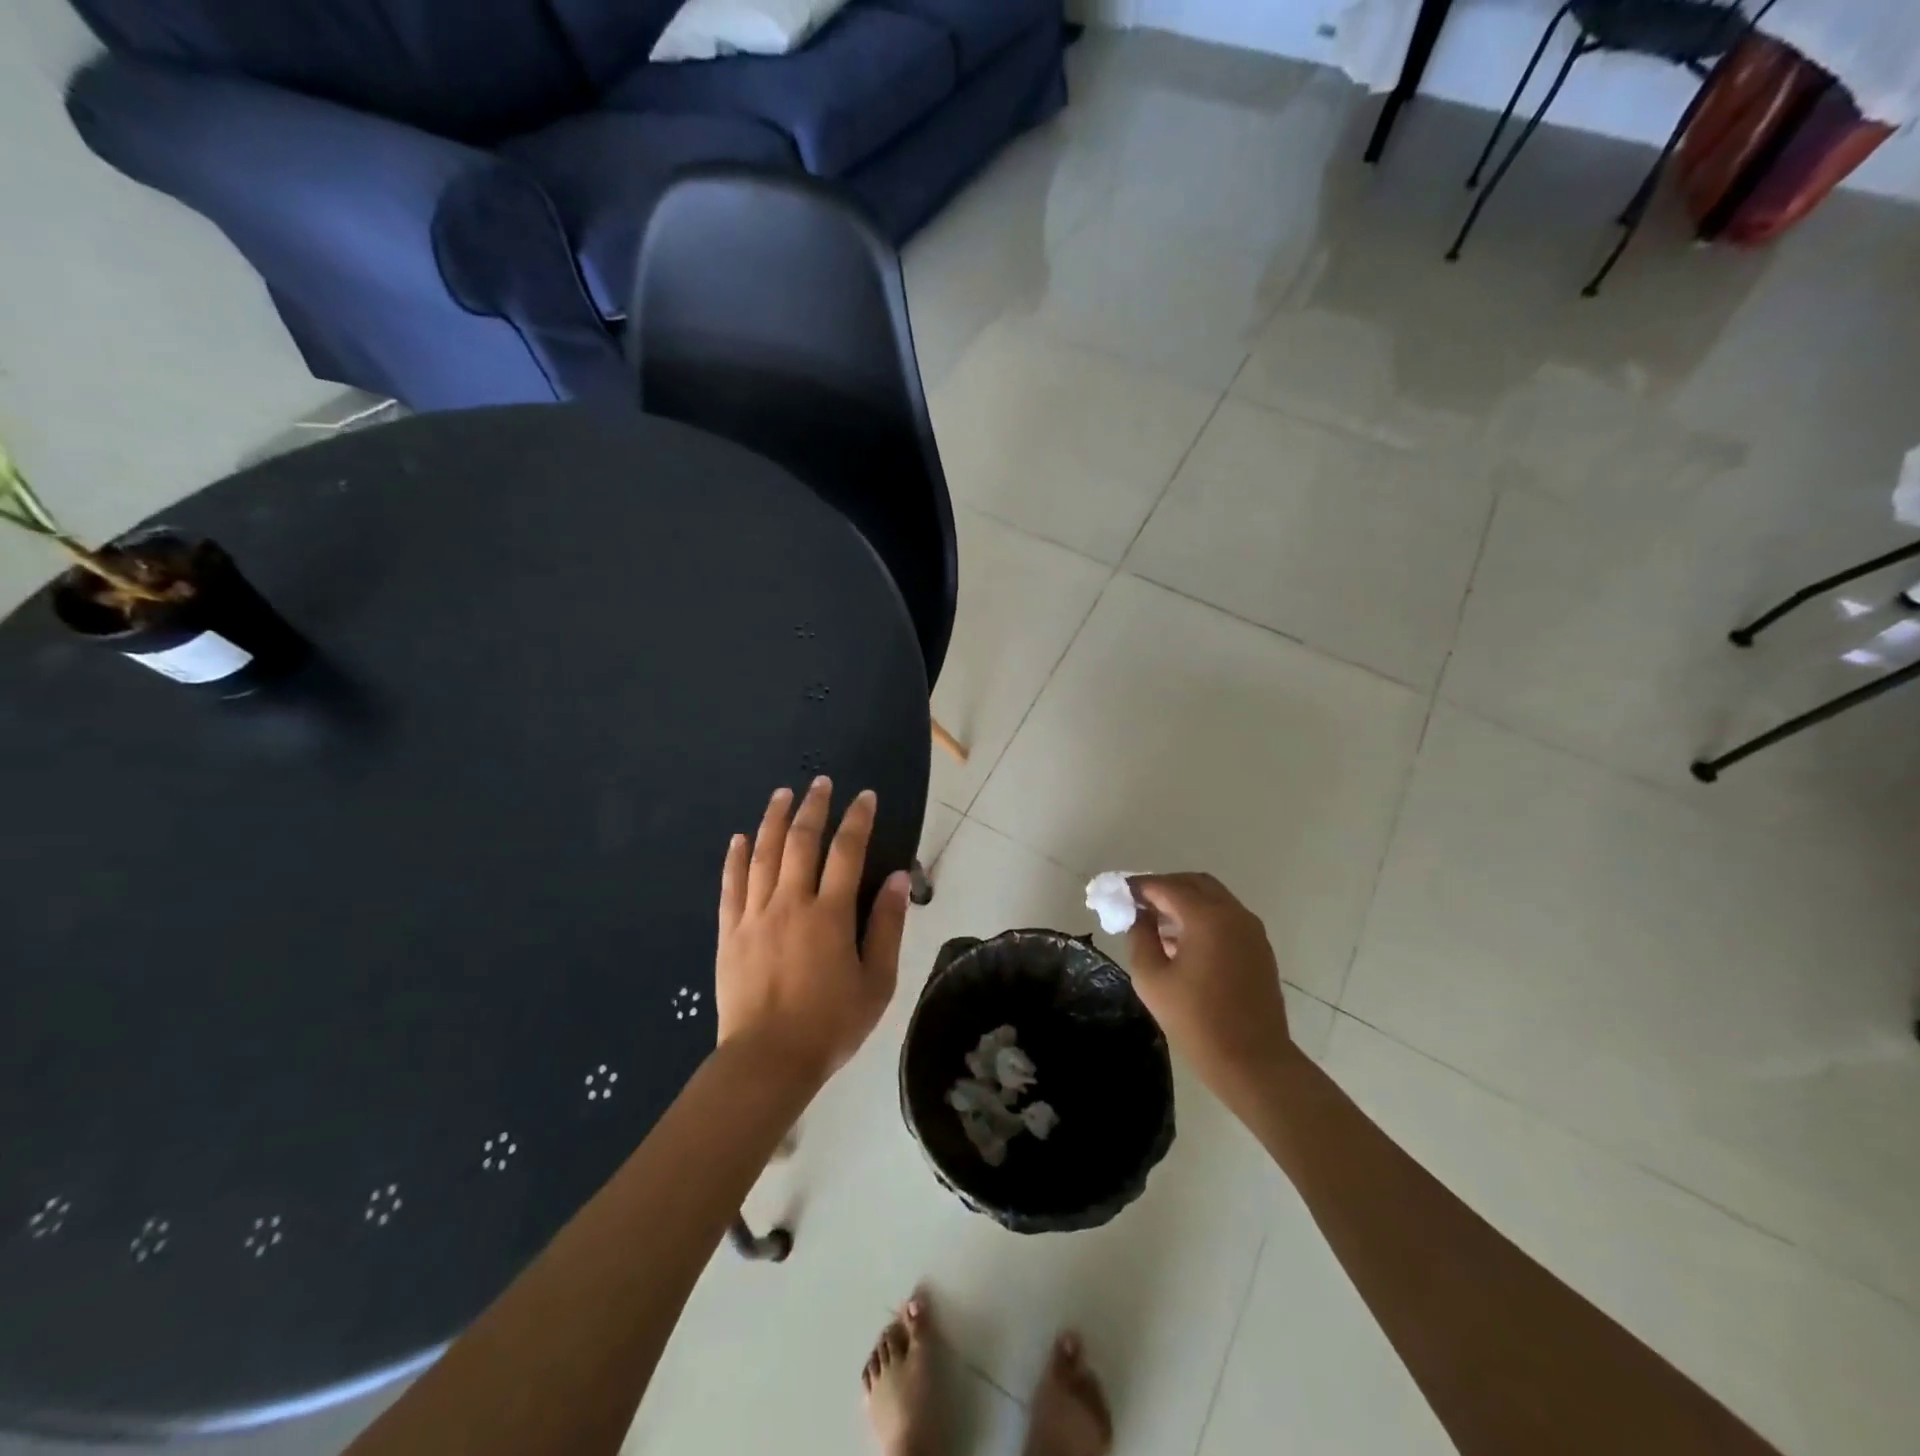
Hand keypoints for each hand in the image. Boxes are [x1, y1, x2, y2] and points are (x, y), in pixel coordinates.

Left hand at [716, 779, 910, 1084]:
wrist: (768, 1061)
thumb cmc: (831, 1024)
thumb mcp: (877, 982)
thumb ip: (887, 927)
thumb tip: (898, 878)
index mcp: (829, 915)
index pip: (847, 852)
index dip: (858, 820)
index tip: (865, 796)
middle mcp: (791, 903)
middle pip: (801, 842)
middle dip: (813, 807)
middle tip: (820, 782)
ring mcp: (755, 916)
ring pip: (764, 855)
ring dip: (774, 820)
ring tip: (782, 794)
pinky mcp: (730, 933)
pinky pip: (731, 885)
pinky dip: (736, 858)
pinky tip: (740, 838)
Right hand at [1125, 873, 1294, 1092]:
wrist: (1253, 1062)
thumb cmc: (1196, 1020)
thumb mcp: (1151, 978)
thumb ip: (1140, 937)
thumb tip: (1139, 916)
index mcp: (1207, 917)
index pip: (1166, 886)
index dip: (1140, 886)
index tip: (1119, 892)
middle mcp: (1233, 914)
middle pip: (1194, 883)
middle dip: (1164, 887)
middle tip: (1139, 903)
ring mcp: (1251, 930)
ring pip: (1213, 898)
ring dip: (1185, 901)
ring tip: (1156, 923)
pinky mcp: (1259, 948)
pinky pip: (1226, 917)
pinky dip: (1203, 917)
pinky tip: (1182, 942)